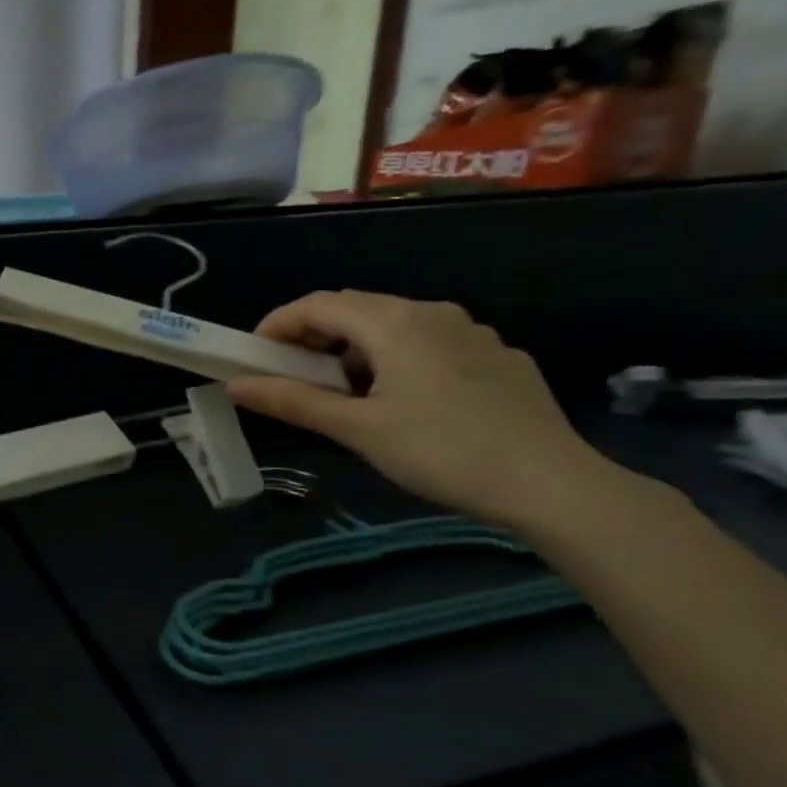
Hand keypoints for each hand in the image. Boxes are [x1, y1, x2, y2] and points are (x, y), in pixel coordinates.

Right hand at [228, 291, 615, 530]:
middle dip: (313, 338)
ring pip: (394, 327)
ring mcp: (471, 332)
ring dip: (353, 351)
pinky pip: (429, 344)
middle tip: (289, 377)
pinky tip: (401, 402)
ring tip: (342, 395)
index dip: (277, 324)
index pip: (318, 304)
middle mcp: (433, 313)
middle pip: (355, 310)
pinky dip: (394, 361)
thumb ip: (293, 401)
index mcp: (395, 323)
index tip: (253, 356)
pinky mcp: (497, 356)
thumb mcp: (357, 429)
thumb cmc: (441, 451)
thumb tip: (236, 385)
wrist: (550, 483)